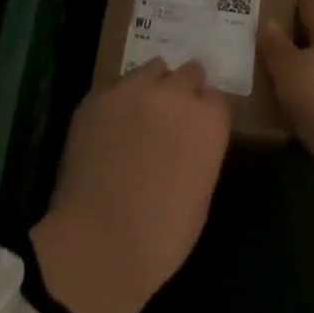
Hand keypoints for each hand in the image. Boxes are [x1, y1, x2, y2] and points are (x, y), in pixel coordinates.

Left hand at [30, 58, 229, 312]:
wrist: (98, 242)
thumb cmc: (162, 235)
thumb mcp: (201, 191)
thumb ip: (201, 149)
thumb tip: (189, 139)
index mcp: (208, 120)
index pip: (216, 97)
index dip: (206, 112)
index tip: (197, 128)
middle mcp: (174, 94)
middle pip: (188, 72)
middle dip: (183, 90)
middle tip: (171, 116)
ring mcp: (132, 90)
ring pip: (150, 70)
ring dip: (151, 87)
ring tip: (139, 115)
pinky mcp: (97, 97)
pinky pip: (115, 88)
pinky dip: (118, 102)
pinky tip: (109, 128)